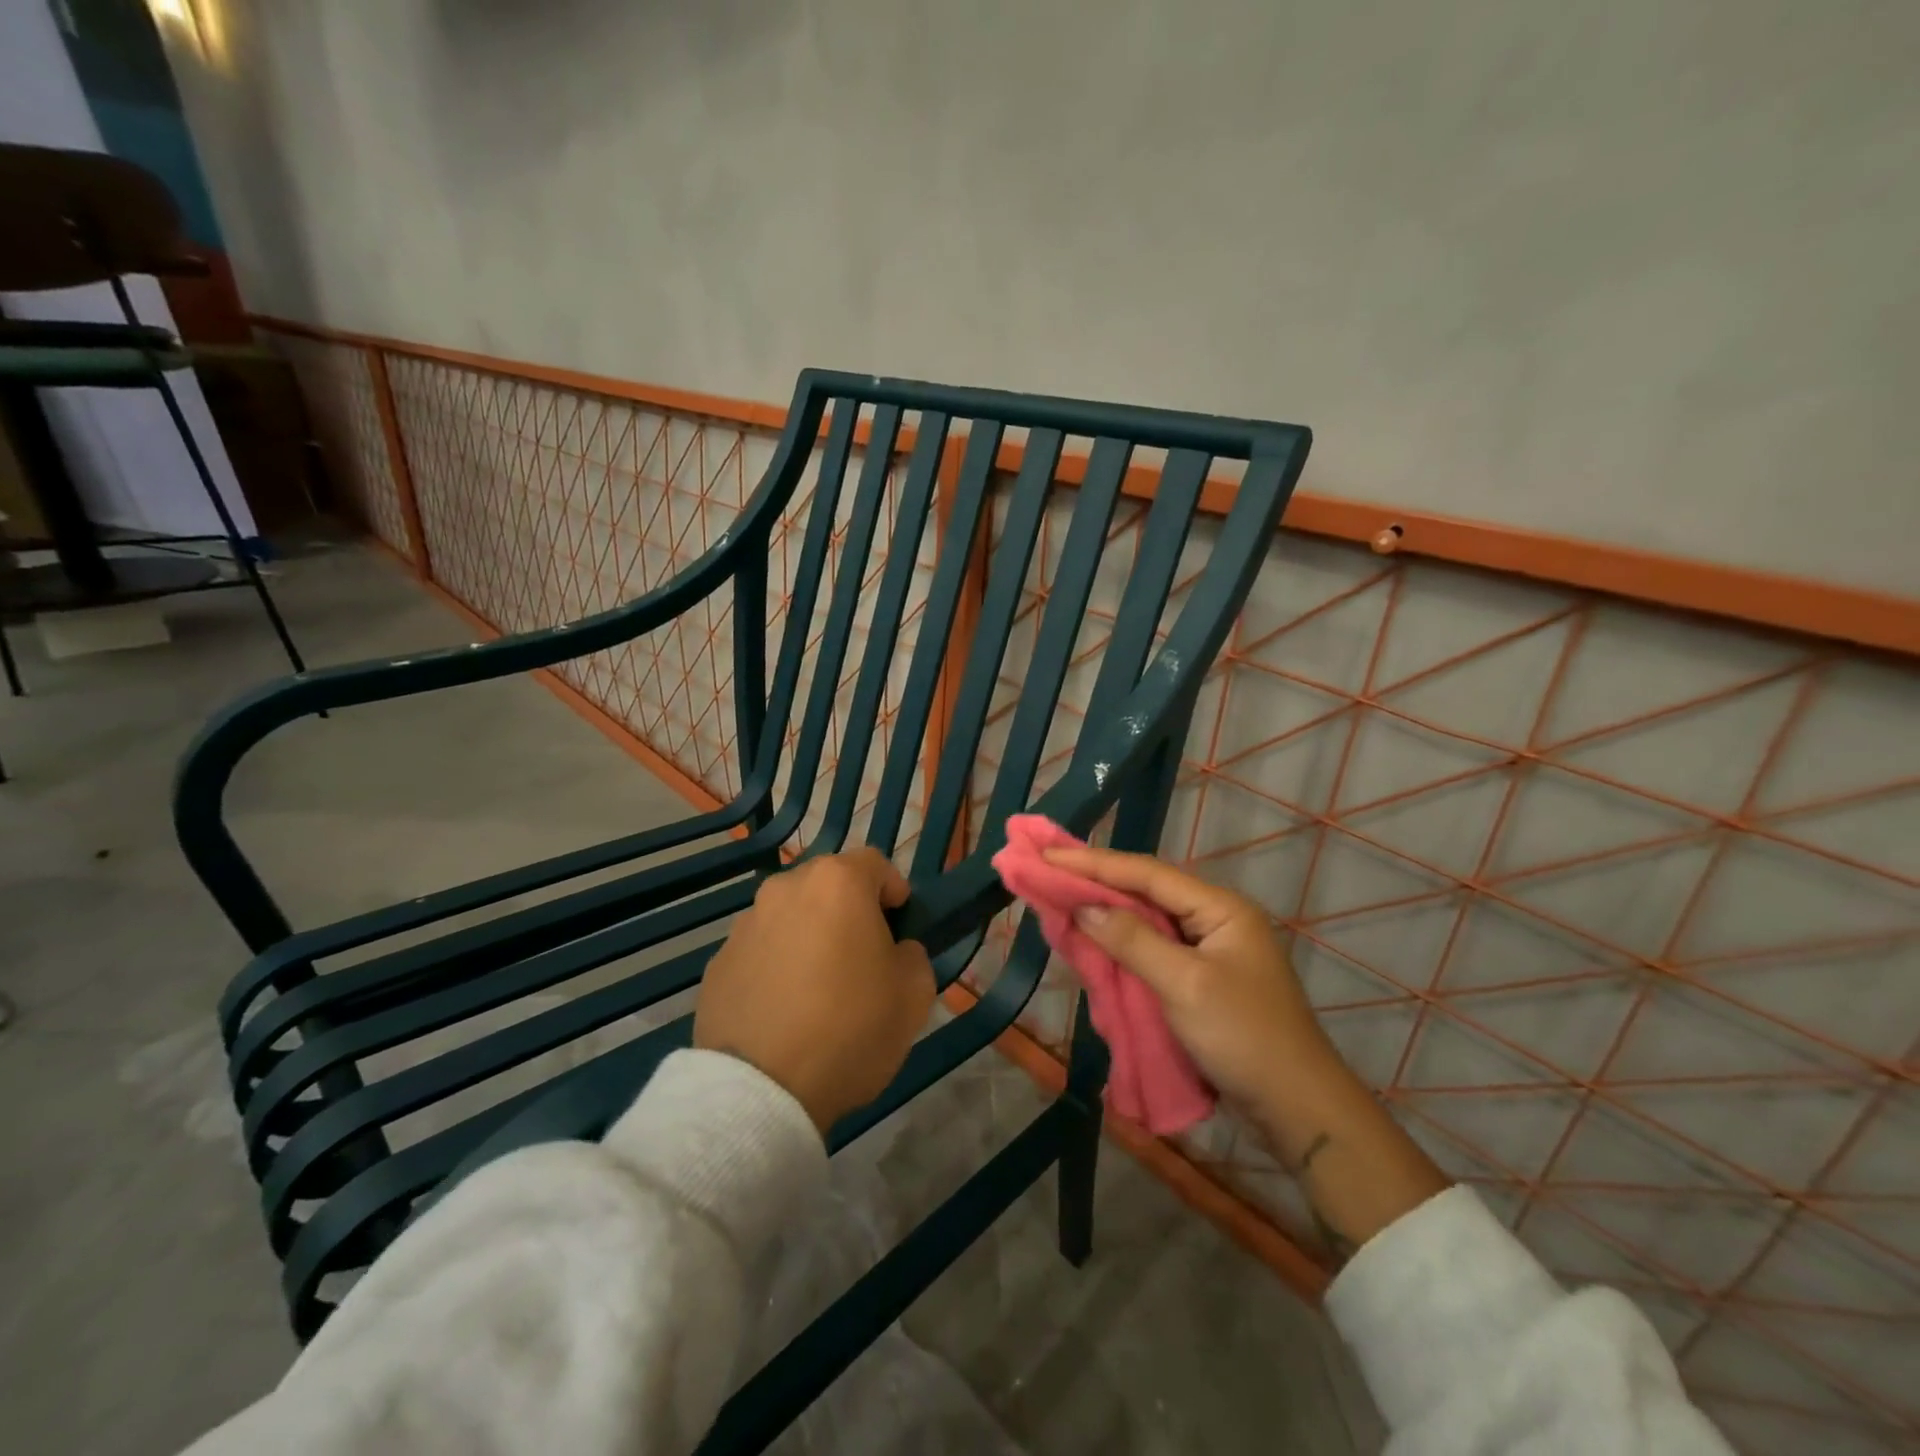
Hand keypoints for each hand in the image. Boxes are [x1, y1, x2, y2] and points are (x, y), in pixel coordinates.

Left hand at [695, 848, 934, 1133]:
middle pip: (827, 886)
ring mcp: (745, 925)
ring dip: (809, 935)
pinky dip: (776, 965)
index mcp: (836, 883)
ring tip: (818, 988)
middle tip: (862, 955)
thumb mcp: (914, 994)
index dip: (893, 890)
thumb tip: (895, 951)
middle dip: (848, 910)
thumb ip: (913, 955)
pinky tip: (784, 1010)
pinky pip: (761, 951)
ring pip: (791, 916)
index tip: (900, 925)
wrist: (762, 1090)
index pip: (875, 863)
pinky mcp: (717, 962)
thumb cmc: (850, 1028)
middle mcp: (785, 889)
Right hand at [1043, 845, 1449, 1257]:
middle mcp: (1214, 919)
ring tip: (1059, 897)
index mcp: (1220, 908)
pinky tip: (1092, 939)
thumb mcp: (1184, 985)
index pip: (1146, 873)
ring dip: (1105, 911)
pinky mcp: (1200, 980)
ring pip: (1146, 920)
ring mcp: (1209, 951)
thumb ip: (1132, 940)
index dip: (1094, 863)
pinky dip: (1120, 944)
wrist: (1297, 1110)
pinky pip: (1152, 949)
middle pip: (1145, 890)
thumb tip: (1084, 907)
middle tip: (1046, 869)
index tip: (1047, 854)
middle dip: (1095, 881)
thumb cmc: (1243, 1037)